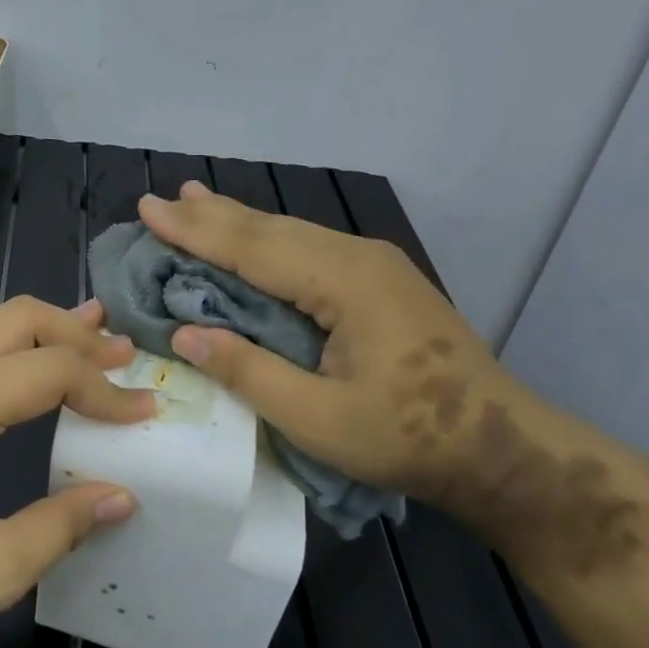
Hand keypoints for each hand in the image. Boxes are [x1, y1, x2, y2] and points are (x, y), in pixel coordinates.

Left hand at [0, 296, 153, 647]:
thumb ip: (64, 524)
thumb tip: (123, 497)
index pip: (52, 371)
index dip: (106, 389)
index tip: (147, 411)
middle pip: (20, 320)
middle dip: (77, 332)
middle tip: (121, 355)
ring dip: (38, 330)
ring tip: (83, 332)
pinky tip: (3, 364)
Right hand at [138, 181, 526, 501]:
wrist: (500, 446)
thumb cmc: (407, 437)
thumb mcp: (318, 418)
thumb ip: (249, 372)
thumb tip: (185, 334)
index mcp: (345, 283)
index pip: (253, 249)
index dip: (196, 231)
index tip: (148, 210)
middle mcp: (358, 257)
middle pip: (270, 229)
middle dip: (211, 216)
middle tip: (160, 200)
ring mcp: (374, 265)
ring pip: (290, 233)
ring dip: (238, 221)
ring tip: (194, 200)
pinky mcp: (380, 280)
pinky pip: (309, 248)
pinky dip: (267, 240)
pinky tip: (253, 235)